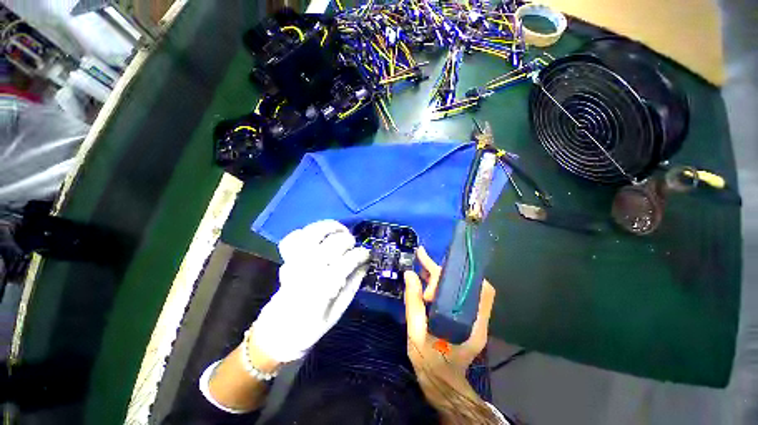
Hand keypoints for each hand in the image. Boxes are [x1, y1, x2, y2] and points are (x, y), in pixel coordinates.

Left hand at [251, 220, 368, 362]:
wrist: (279, 330)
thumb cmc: (312, 325)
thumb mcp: (339, 310)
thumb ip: (353, 284)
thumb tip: (365, 263)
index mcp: (324, 286)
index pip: (348, 260)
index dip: (362, 253)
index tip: (367, 254)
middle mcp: (309, 269)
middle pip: (333, 243)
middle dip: (348, 239)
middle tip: (353, 245)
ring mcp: (296, 261)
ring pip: (313, 233)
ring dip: (329, 227)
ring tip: (339, 229)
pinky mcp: (287, 259)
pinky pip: (293, 238)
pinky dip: (305, 232)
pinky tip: (317, 236)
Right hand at [404, 247, 495, 403]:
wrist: (442, 382)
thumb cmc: (429, 361)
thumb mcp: (416, 332)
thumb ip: (413, 302)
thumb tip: (409, 273)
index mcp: (469, 325)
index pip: (467, 288)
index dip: (446, 276)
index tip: (425, 275)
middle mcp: (478, 317)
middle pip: (465, 282)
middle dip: (441, 269)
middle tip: (421, 258)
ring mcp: (475, 317)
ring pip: (463, 284)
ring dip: (444, 272)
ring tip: (423, 263)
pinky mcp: (469, 316)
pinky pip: (459, 291)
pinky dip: (445, 281)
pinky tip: (429, 277)